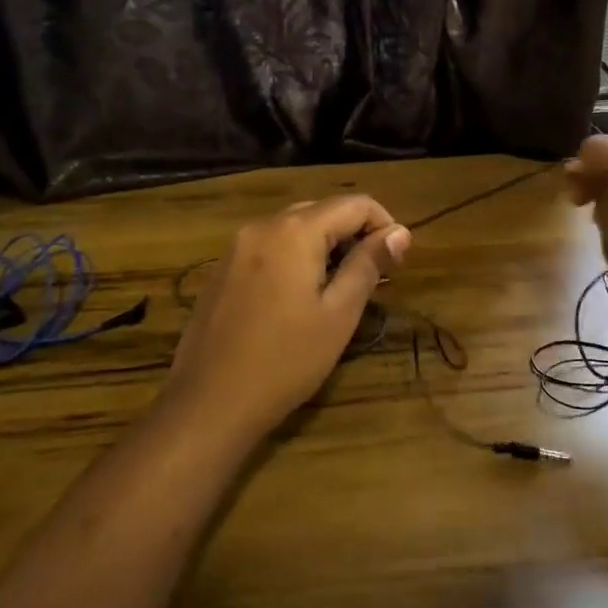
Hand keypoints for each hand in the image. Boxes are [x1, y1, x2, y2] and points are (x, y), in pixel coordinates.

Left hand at [163, 196, 410, 442]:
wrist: (208, 404)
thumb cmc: (285, 361)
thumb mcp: (339, 314)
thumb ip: (369, 264)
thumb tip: (400, 232)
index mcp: (295, 231)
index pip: (355, 204)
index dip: (384, 224)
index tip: (398, 260)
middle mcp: (263, 225)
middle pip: (323, 210)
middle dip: (355, 234)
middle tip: (375, 276)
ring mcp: (237, 246)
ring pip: (295, 227)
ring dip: (326, 246)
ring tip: (342, 287)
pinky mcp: (223, 269)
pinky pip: (270, 246)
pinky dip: (296, 257)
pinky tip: (301, 296)